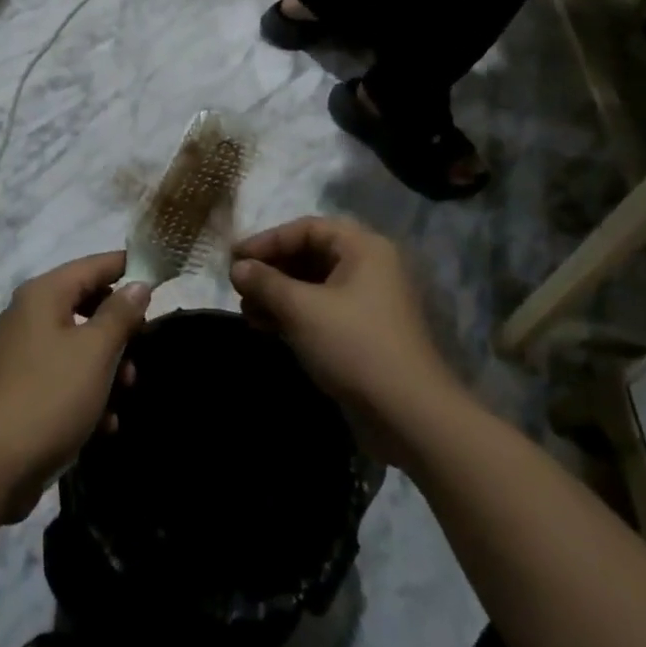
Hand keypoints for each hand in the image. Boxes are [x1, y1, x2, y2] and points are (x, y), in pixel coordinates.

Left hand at [0, 252, 150, 521]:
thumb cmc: (48, 397)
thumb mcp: (95, 352)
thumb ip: (120, 314)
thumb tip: (138, 284)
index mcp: (43, 295)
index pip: (92, 265)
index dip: (126, 267)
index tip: (158, 277)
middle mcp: (28, 315)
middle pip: (86, 305)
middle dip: (118, 330)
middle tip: (143, 349)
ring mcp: (20, 354)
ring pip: (77, 346)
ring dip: (106, 367)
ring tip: (125, 393)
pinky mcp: (18, 390)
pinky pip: (62, 377)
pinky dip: (85, 393)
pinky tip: (104, 425)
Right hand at [231, 217, 464, 467]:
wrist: (410, 417)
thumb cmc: (355, 346)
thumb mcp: (302, 310)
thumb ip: (266, 282)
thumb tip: (237, 267)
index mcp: (363, 248)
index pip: (307, 229)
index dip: (268, 240)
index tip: (235, 258)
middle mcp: (369, 268)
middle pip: (310, 255)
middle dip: (271, 270)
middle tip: (239, 287)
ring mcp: (369, 303)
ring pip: (314, 286)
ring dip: (278, 295)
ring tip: (246, 311)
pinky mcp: (364, 334)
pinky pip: (322, 311)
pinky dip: (294, 316)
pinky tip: (266, 328)